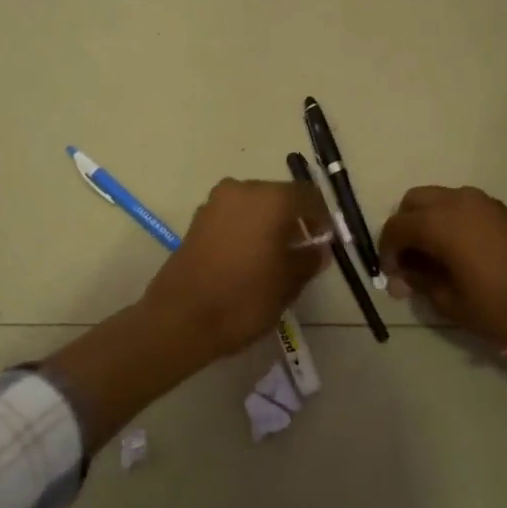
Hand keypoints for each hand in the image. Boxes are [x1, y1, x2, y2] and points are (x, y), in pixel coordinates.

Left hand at [140, 178, 329, 364]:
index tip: (326, 242)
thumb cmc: (244, 299)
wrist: (180, 318)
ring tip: (276, 258)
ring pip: (254, 206)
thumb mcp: (288, 283)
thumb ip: (308, 260)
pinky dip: (247, 230)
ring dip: (269, 224)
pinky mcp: (198, 220)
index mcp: (271, 199)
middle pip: (280, 197)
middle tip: (303, 251)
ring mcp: (216, 203)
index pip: (308, 196)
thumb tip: (318, 249)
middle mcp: (243, 189)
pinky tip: (250, 259)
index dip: (322, 218)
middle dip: (294, 220)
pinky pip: (234, 217)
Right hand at [378, 186, 506, 347]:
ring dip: (427, 220)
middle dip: (404, 227)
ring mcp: (481, 202)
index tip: (392, 277)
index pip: (395, 227)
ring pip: (438, 199)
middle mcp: (455, 202)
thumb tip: (404, 276)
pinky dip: (449, 220)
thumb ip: (420, 282)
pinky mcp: (500, 210)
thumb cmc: (498, 304)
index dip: (386, 252)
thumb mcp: (450, 302)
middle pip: (413, 202)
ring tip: (433, 255)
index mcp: (438, 223)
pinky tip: (457, 250)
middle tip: (408, 260)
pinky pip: (461, 205)